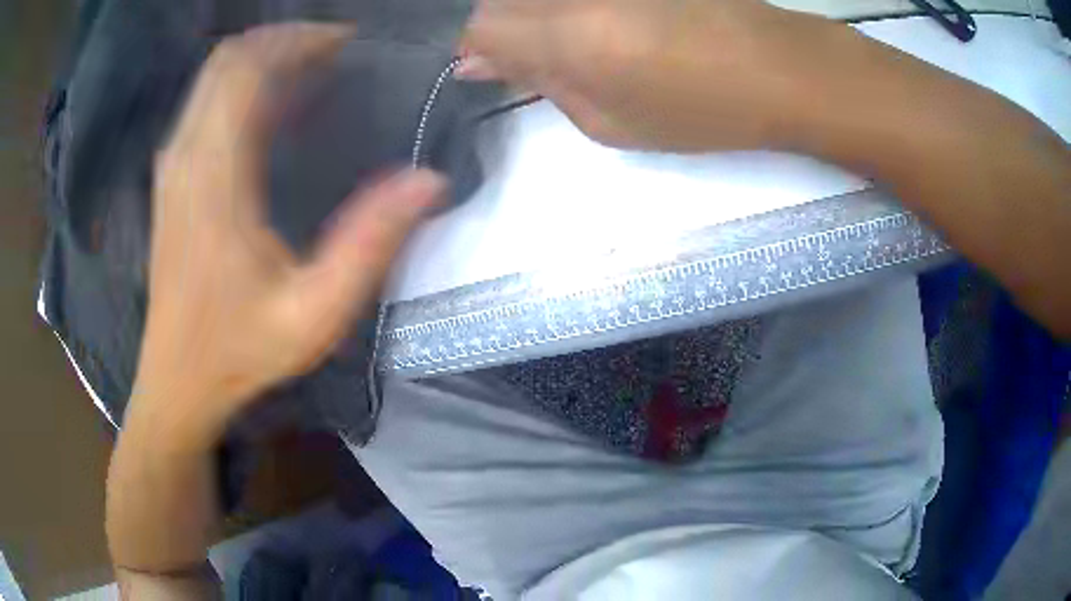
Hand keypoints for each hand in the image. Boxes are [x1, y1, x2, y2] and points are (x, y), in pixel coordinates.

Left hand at [131, 23, 446, 446]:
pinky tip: (272, 108)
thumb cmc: (241, 352)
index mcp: (216, 178)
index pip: (249, 71)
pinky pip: (203, 105)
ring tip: (312, 68)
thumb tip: (428, 180)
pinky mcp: (170, 180)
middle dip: (282, 41)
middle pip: (227, 61)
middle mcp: (186, 157)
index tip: (347, 43)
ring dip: (261, 59)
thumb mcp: (317, 314)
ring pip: (212, 78)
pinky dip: (240, 87)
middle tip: (334, 51)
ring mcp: (173, 167)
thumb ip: (370, 243)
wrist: (178, 381)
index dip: (299, 42)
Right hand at [458, 0, 847, 151]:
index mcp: (562, 33)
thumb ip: (539, 83)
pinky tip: (602, 21)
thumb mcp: (610, 122)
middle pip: (496, 0)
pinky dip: (564, 6)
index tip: (488, 66)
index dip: (470, 47)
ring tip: (578, 40)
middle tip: (529, 55)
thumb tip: (478, 65)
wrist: (777, 66)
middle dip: (498, 27)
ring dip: (533, 13)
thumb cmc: (700, 108)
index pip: (472, 26)